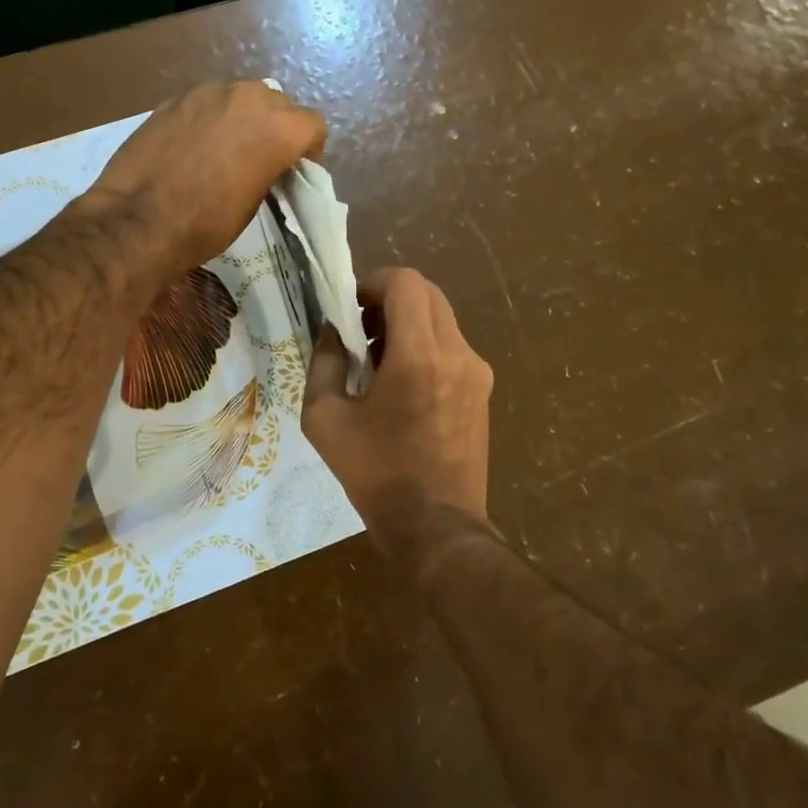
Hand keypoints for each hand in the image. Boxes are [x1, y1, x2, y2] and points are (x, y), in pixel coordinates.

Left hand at [85, 82, 327, 273]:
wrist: (137, 220)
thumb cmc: (205, 224)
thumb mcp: (253, 204)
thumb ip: (269, 170)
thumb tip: (266, 164)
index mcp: (277, 128)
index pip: (312, 125)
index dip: (308, 150)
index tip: (293, 171)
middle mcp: (248, 98)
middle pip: (278, 104)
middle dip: (277, 128)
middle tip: (261, 159)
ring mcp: (208, 93)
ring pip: (241, 96)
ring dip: (243, 118)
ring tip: (225, 149)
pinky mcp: (175, 98)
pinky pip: (207, 102)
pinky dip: (210, 118)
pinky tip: (193, 146)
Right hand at [302, 268, 493, 545]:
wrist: (436, 525)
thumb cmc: (375, 473)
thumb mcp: (324, 418)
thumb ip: (323, 362)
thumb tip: (331, 332)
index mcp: (419, 355)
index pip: (406, 283)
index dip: (373, 282)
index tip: (350, 306)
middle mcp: (457, 353)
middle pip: (427, 294)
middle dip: (390, 300)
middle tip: (361, 330)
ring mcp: (477, 372)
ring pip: (441, 319)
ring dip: (408, 323)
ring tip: (379, 361)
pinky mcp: (483, 391)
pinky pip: (452, 347)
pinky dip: (426, 346)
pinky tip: (404, 386)